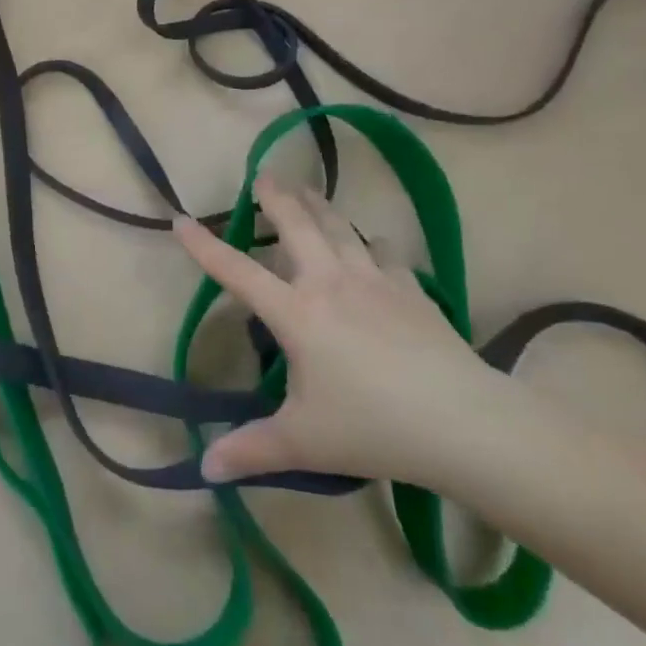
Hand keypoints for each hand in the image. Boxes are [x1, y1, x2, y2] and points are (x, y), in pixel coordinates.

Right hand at [175, 175, 510, 485]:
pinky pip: (385, 253)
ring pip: (340, 228)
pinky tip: (372, 243)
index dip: (205, 246)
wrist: (464, 423)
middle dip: (276, 198)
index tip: (180, 220)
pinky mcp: (411, 289)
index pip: (237, 272)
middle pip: (297, 226)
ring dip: (319, 205)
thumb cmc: (372, 427)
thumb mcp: (303, 442)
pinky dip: (371, 243)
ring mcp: (375, 281)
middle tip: (263, 175)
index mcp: (296, 313)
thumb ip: (250, 450)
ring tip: (307, 189)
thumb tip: (203, 470)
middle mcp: (330, 283)